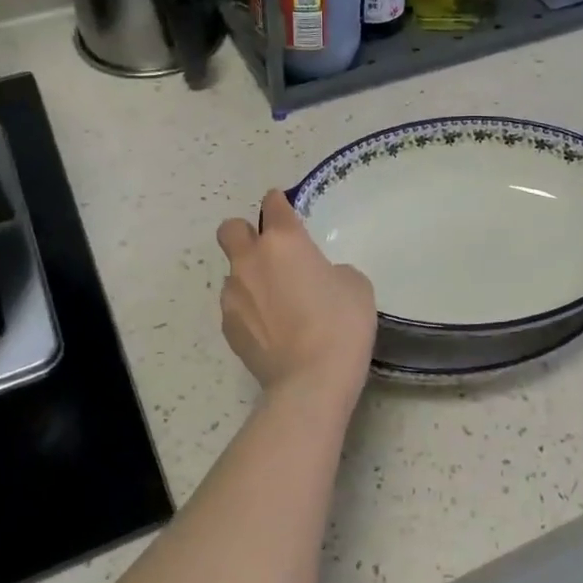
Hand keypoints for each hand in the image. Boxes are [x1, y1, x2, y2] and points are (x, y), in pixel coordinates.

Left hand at [216, 191, 376, 400]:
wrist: (311, 380)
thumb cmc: (341, 324)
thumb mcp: (355, 285)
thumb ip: (331, 270)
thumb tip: (316, 278)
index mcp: (284, 242)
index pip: (273, 205)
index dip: (279, 202)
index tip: (284, 208)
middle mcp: (250, 260)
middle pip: (231, 230)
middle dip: (245, 233)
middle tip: (268, 252)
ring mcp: (233, 294)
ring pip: (233, 272)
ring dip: (250, 278)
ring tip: (275, 303)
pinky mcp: (228, 326)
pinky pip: (235, 306)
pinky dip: (249, 310)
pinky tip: (270, 329)